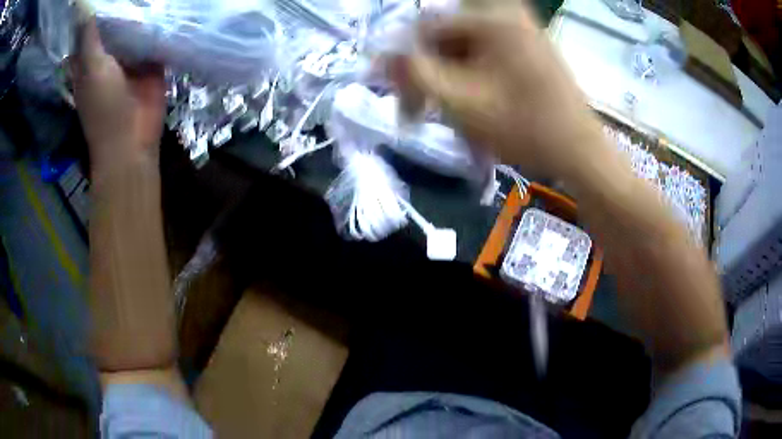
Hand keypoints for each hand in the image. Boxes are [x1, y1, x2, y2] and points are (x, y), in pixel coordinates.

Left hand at [71, 19, 165, 177]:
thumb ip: (89, 37)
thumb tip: (86, 6)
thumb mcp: (91, 68)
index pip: (94, 25)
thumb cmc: (104, 108)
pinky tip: (168, 6)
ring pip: (137, 26)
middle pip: (117, 21)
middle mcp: (109, 54)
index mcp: (90, 57)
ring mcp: (131, 57)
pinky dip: (160, 24)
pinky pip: (155, 37)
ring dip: (144, 11)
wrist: (131, 140)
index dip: (99, 6)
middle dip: (125, 4)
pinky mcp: (151, 61)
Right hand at [389, 6, 609, 180]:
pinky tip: (473, 105)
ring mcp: (521, 30)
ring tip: (450, 114)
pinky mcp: (529, 47)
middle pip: (447, 36)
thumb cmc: (524, 127)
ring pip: (465, 48)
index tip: (397, 93)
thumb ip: (414, 73)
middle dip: (430, 72)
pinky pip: (486, 55)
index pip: (425, 27)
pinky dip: (472, 79)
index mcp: (491, 18)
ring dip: (450, 79)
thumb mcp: (460, 101)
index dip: (403, 60)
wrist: (580, 152)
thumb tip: (382, 55)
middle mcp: (506, 14)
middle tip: (421, 109)